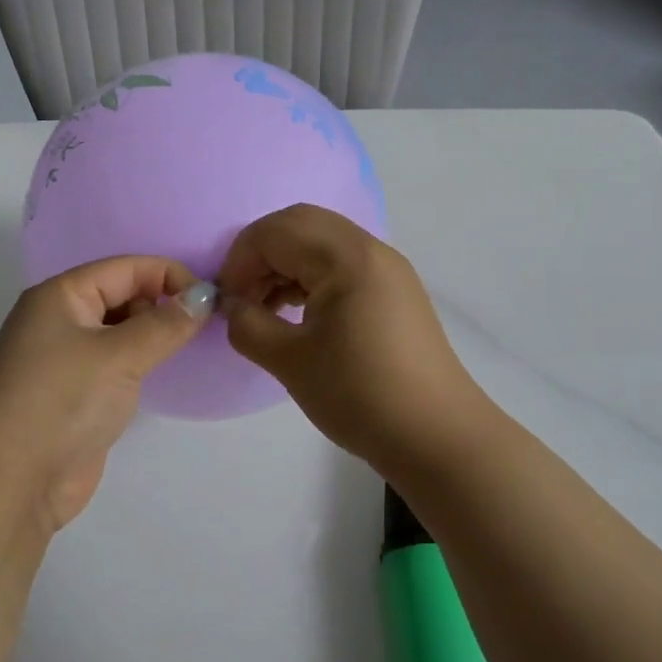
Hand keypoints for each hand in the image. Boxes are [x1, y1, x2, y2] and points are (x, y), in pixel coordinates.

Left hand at [0, 257, 212, 535]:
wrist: (9, 484)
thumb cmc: (61, 402)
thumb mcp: (119, 355)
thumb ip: (166, 324)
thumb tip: (205, 297)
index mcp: (61, 296)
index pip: (125, 268)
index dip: (169, 276)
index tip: (212, 300)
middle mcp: (60, 320)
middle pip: (122, 295)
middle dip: (162, 305)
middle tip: (204, 328)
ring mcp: (66, 360)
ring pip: (121, 331)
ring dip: (154, 336)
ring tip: (191, 348)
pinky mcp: (76, 395)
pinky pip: (116, 364)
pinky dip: (142, 364)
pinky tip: (164, 374)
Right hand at [218, 205, 488, 467]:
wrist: (436, 437)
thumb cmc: (359, 395)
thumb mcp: (290, 362)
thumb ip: (248, 325)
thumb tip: (232, 307)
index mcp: (346, 258)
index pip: (275, 232)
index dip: (239, 261)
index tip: (224, 302)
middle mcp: (370, 250)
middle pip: (299, 225)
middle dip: (261, 254)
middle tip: (242, 297)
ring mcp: (387, 268)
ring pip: (320, 242)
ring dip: (285, 264)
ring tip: (264, 309)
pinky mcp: (394, 290)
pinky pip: (341, 264)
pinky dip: (310, 277)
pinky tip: (296, 313)